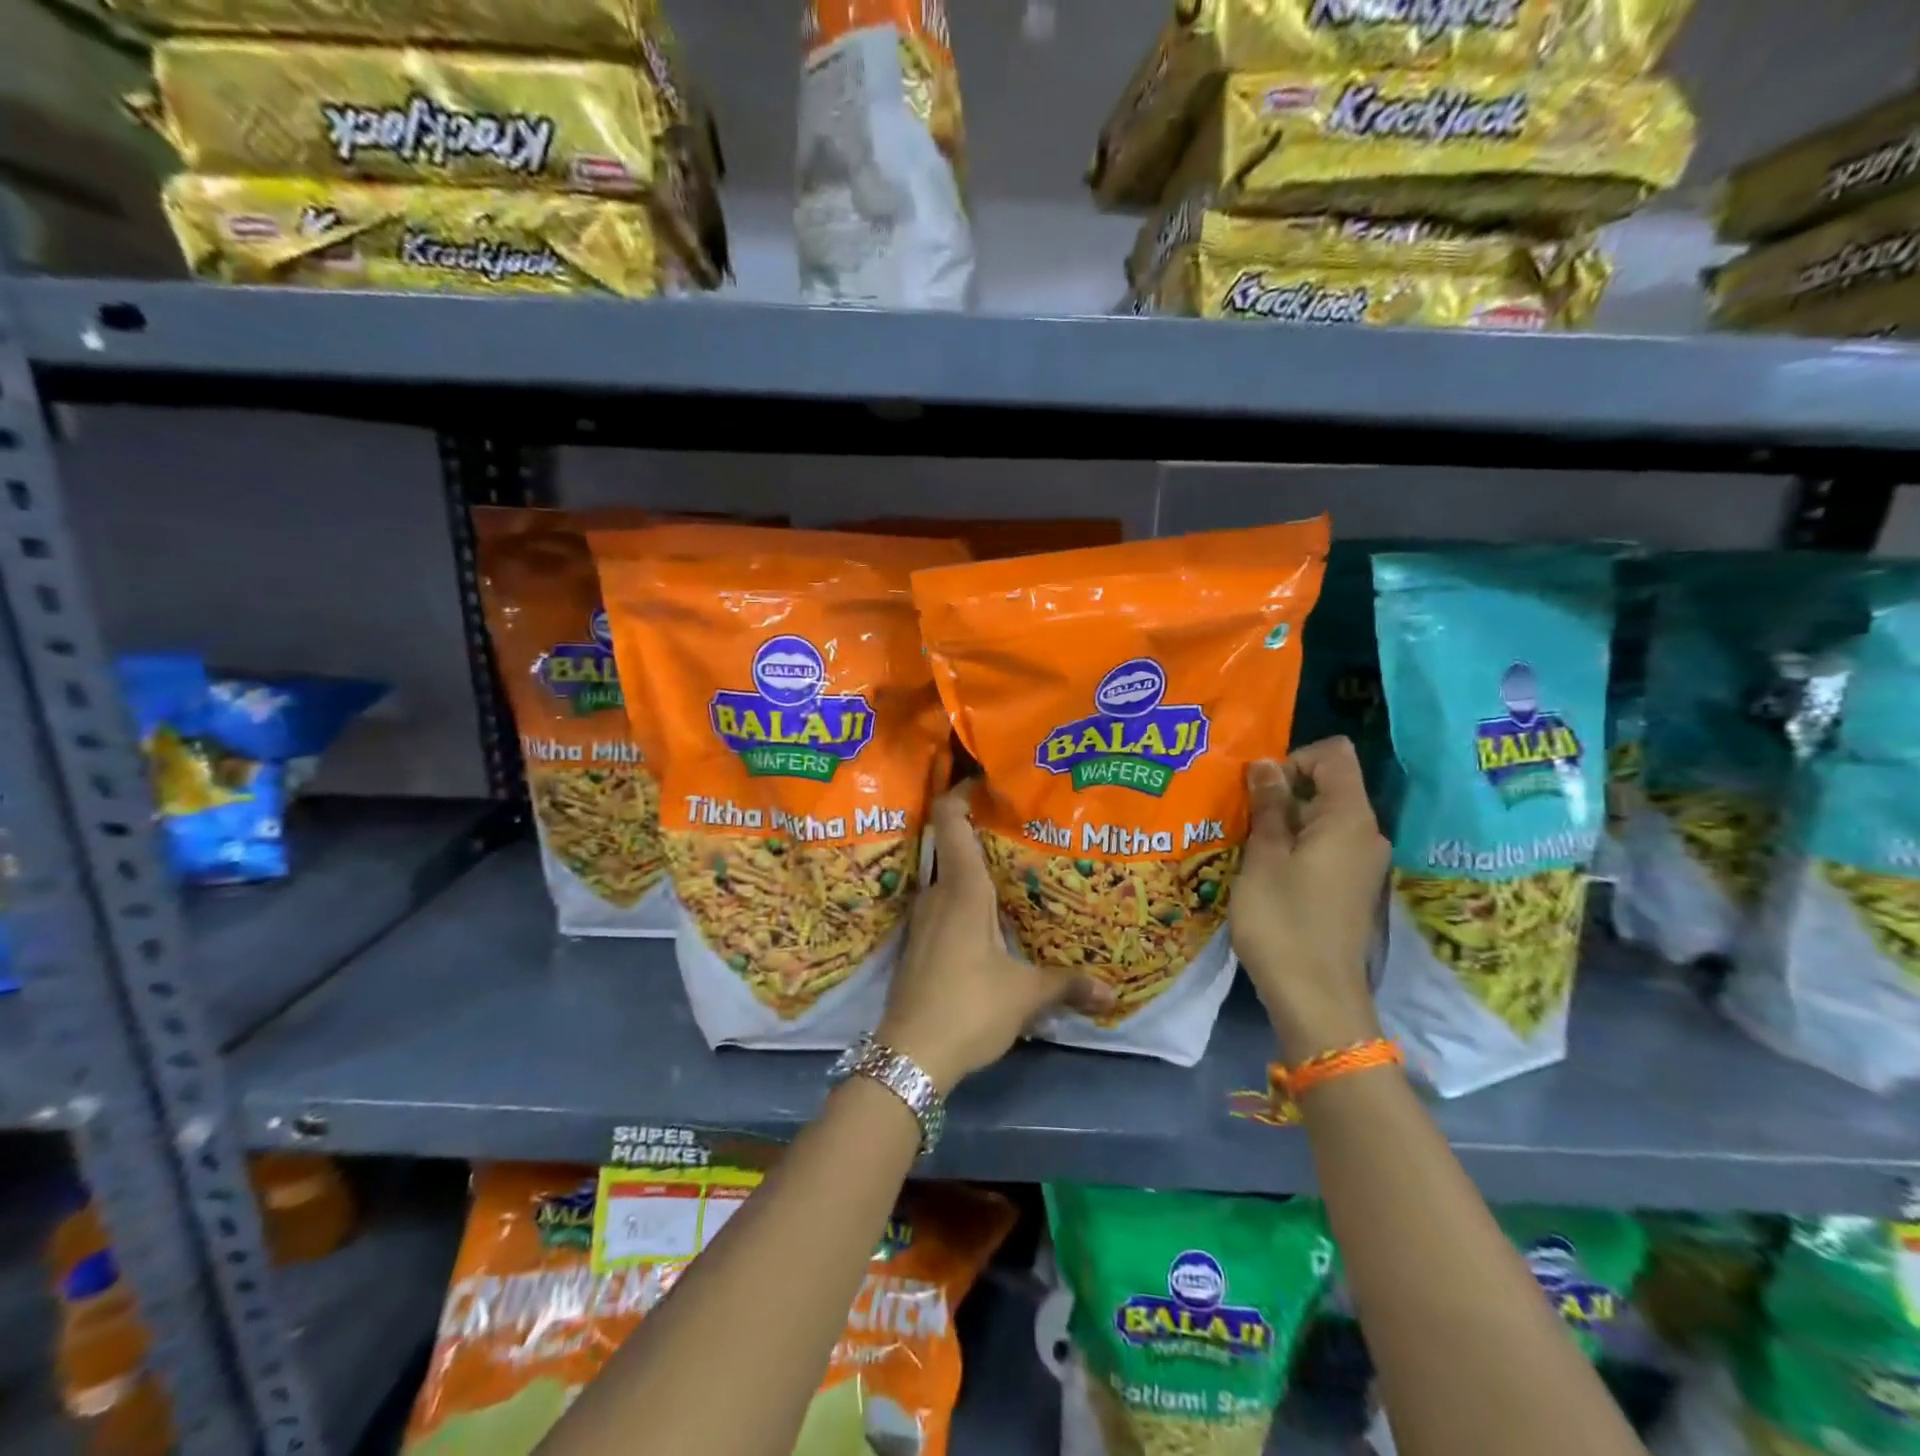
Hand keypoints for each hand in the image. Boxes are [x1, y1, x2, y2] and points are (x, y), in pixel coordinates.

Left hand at [876, 785, 1114, 1092]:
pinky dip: (963, 897)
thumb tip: (1111, 992)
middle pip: (951, 844)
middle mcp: (937, 894)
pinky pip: (942, 903)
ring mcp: (923, 919)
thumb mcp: (1025, 995)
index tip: (988, 782)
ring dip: (973, 868)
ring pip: (947, 876)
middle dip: (981, 831)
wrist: (909, 1055)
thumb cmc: (969, 1008)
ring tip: (1011, 869)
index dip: (962, 792)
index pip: (949, 819)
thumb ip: (1067, 985)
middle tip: (1019, 827)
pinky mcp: (919, 943)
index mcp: (961, 889)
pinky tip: (989, 917)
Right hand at [1231, 738, 1390, 1064]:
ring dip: (1284, 820)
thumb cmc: (1283, 921)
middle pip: (1329, 785)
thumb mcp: (1265, 856)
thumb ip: (1268, 805)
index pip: (1334, 755)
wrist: (1315, 998)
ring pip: (1323, 817)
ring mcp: (1362, 862)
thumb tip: (1265, 765)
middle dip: (1282, 790)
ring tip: (1246, 842)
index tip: (1259, 789)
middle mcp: (1366, 833)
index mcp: (1349, 818)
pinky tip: (1265, 869)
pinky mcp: (1351, 887)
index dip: (1294, 759)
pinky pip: (1325, 845)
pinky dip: (1295, 845)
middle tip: (1242, 815)